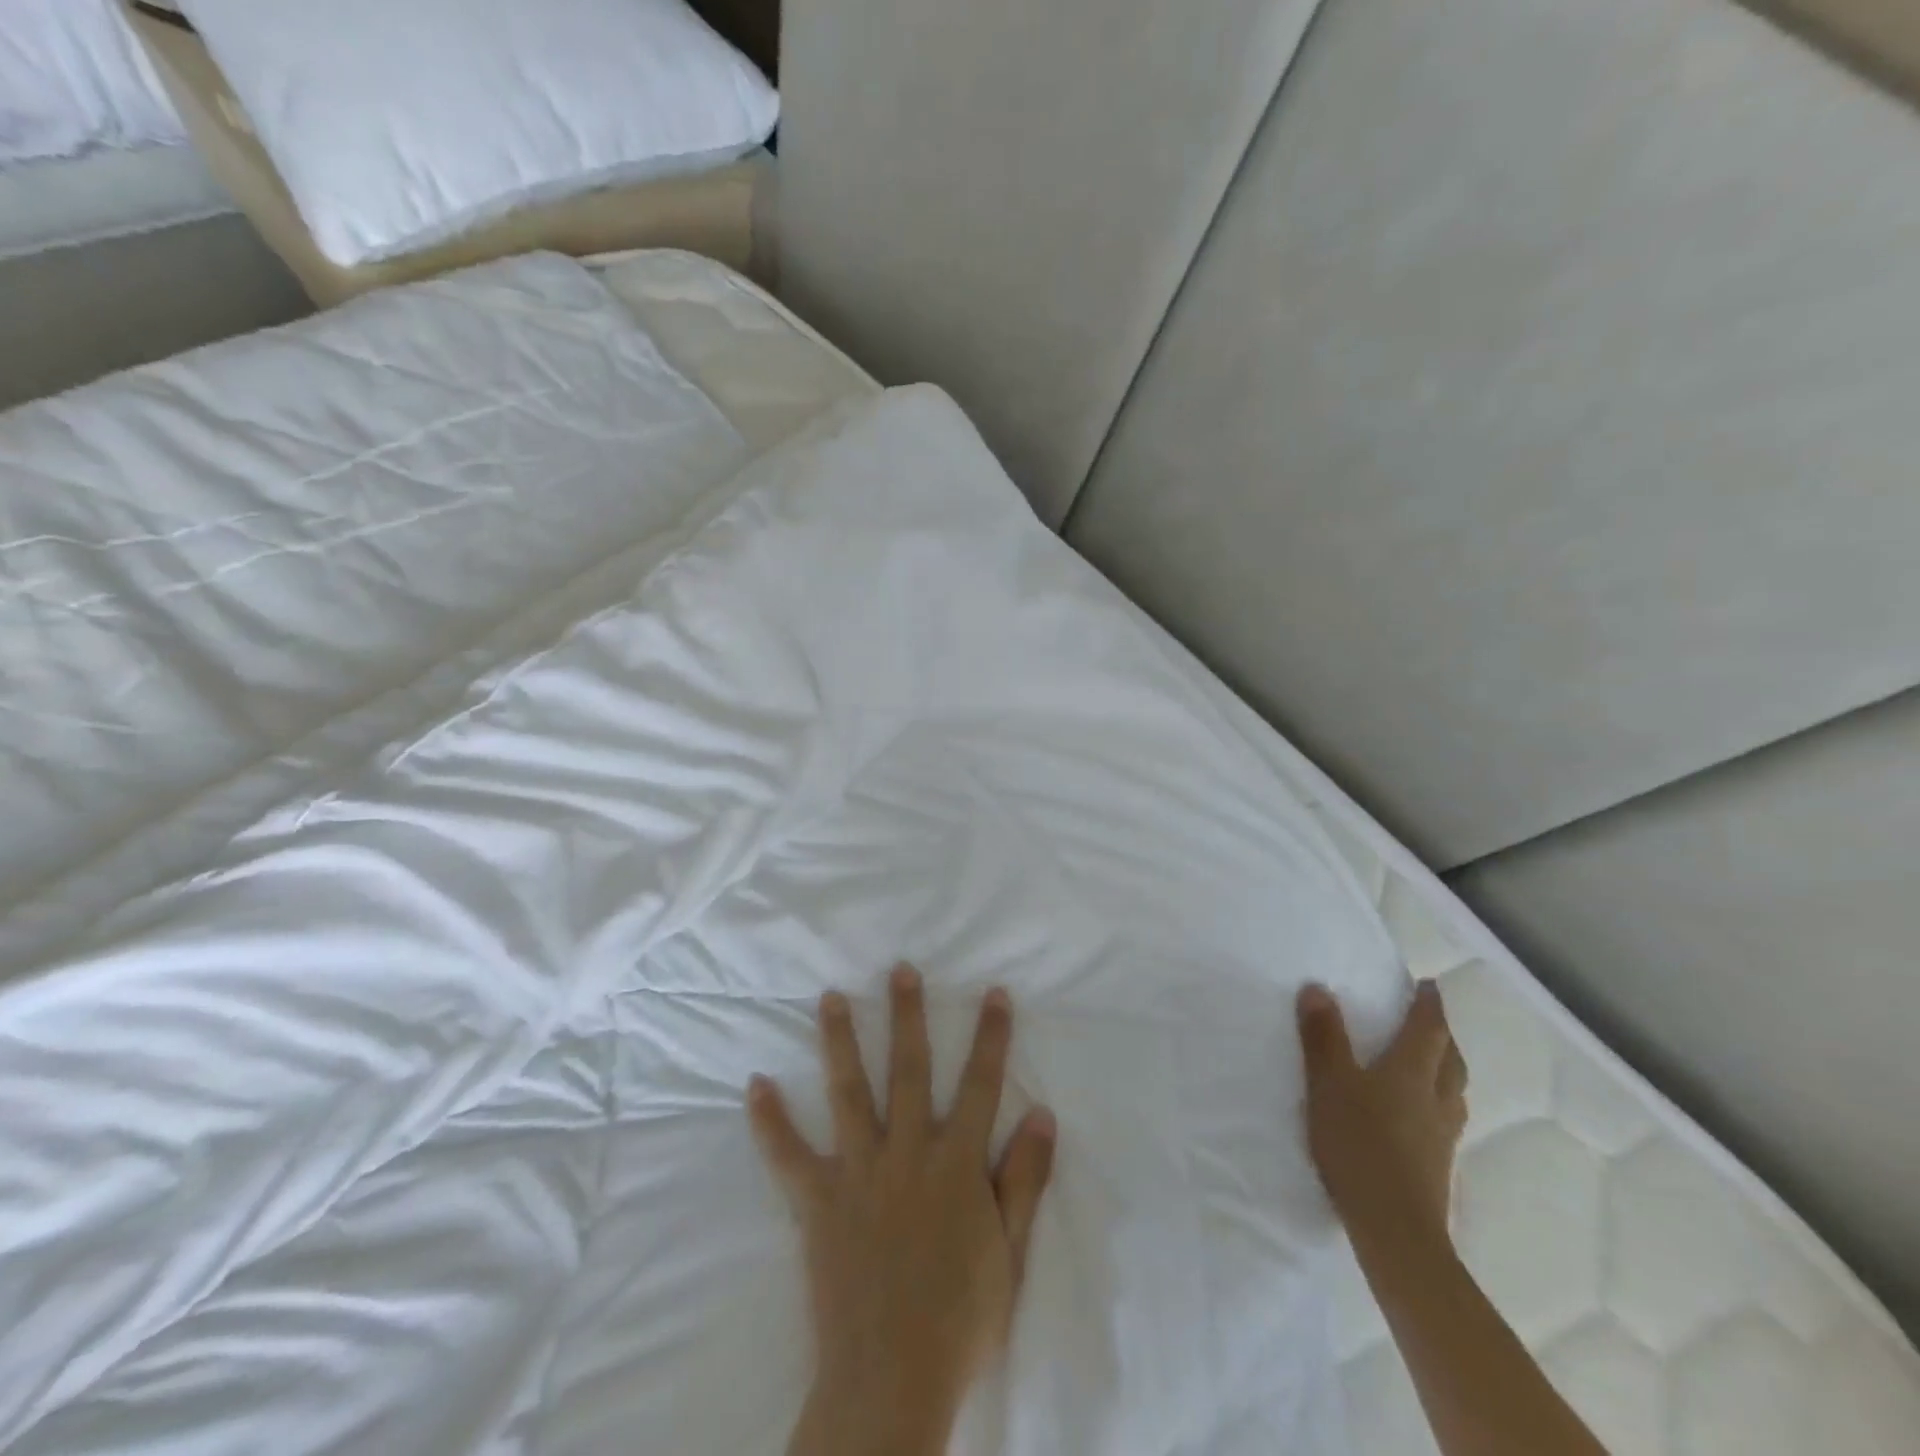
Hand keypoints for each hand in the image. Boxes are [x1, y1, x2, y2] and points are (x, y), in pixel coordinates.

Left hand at [750, 965, 1057, 1455]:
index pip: (981, 1084)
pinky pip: (788, 1155)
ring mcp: (859, 1171)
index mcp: (956, 1162)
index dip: (991, 1036)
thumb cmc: (960, 1319)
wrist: (891, 1381)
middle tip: (901, 969)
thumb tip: (1043, 1114)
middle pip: (910, 1069)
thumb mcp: (1011, 1253)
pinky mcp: (818, 1200)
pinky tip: (755, 1085)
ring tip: (830, 997)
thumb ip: (1025, 1179)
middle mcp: (907, 1151)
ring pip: (849, 1091)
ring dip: (840, 1041)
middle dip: (908, 1015)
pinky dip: (770, 1121)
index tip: (995, 993)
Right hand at [1298, 980, 1467, 1251]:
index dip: (1429, 1004)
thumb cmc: (1360, 1143)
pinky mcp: (1438, 1164)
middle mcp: (1437, 1097)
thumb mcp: (1329, 1082)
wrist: (1395, 1228)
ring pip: (1454, 1091)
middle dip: (1443, 1035)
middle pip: (1451, 1059)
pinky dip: (1438, 1101)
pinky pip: (1446, 1118)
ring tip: (1431, 1063)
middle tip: (1430, 1020)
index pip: (1429, 1029)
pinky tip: (1420, 1115)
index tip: (1429, 984)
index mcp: (1412, 1071)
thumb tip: (1318, 988)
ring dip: (1446, 1069)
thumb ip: (1323, 1036)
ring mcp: (1442, 1134)